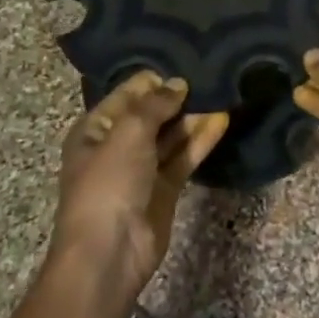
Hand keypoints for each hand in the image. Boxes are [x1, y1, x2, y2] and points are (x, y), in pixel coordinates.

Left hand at [52, 72, 227, 299]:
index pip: (127, 94)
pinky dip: (201, 140)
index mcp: (95, 129)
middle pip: (152, 114)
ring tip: (222, 94)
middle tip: (212, 77)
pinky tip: (222, 121)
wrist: (109, 253)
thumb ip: (155, 104)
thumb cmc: (109, 183)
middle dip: (178, 98)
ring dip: (193, 118)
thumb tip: (178, 84)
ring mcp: (142, 168)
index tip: (186, 64)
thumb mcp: (128, 132)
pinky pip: (184, 157)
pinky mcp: (164, 189)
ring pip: (171, 136)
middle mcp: (117, 145)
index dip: (154, 81)